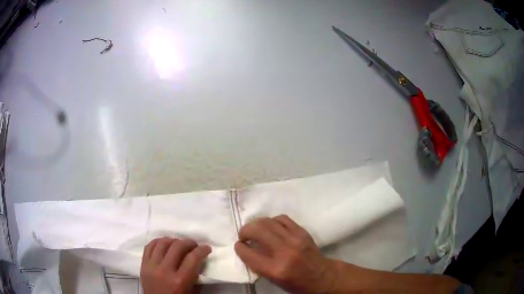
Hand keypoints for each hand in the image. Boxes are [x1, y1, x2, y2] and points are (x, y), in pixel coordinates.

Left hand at [140, 237, 210, 293]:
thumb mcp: (192, 292)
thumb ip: (195, 276)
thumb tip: (199, 260)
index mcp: (179, 281)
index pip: (192, 258)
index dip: (202, 250)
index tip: (207, 248)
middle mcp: (164, 271)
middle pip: (177, 246)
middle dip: (189, 242)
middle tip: (194, 245)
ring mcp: (151, 266)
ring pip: (162, 243)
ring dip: (173, 240)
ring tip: (179, 244)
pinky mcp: (143, 265)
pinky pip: (149, 246)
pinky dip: (158, 242)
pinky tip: (165, 244)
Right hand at [234, 215, 338, 293]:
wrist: (322, 276)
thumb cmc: (296, 283)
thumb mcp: (273, 280)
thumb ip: (259, 264)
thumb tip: (247, 248)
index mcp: (275, 269)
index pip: (248, 253)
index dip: (239, 247)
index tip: (239, 245)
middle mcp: (284, 252)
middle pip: (257, 231)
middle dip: (245, 230)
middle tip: (244, 235)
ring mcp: (295, 239)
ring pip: (269, 222)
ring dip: (257, 223)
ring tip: (256, 229)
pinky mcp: (302, 232)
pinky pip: (282, 219)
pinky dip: (272, 221)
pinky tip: (271, 227)